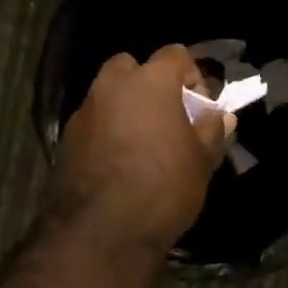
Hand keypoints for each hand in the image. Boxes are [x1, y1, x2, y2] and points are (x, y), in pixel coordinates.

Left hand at [52, 45, 233, 253]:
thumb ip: (212, 130)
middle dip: (148, 84)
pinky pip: (93, 121)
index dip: (192, 75)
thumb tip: (220, 116)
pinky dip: (106, 130)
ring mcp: (86, 110)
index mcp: (150, 81)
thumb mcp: (201, 161)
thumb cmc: (162, 188)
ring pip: (108, 94)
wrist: (100, 234)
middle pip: (132, 67)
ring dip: (125, 107)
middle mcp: (113, 85)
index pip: (175, 54)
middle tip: (165, 117)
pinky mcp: (67, 138)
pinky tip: (118, 161)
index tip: (200, 107)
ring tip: (142, 142)